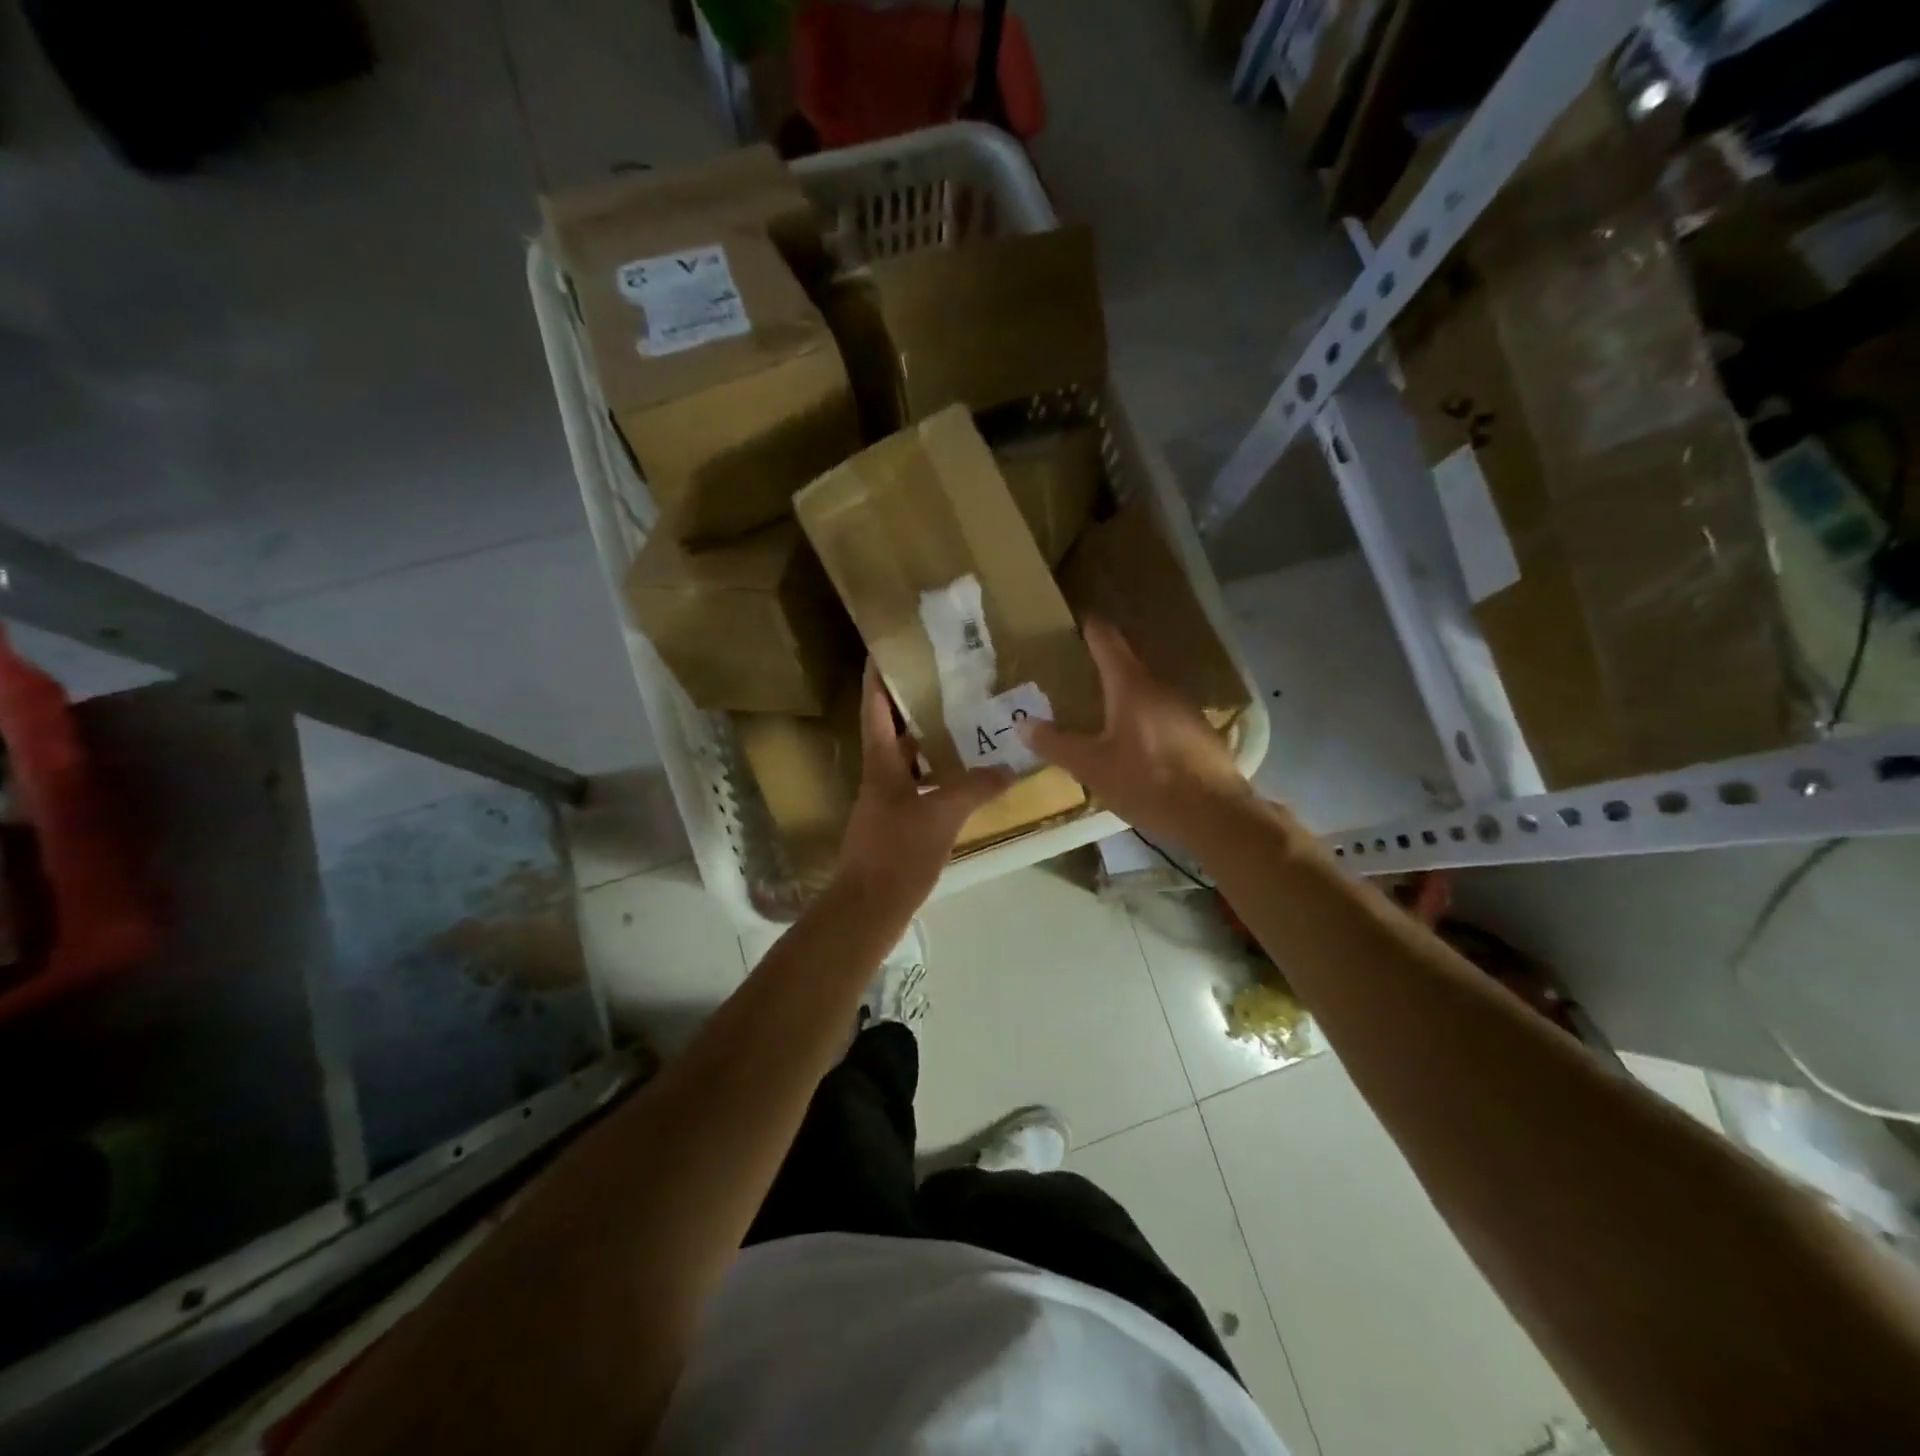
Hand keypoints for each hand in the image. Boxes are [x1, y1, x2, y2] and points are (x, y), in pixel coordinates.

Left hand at [835, 661, 1013, 909]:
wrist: (869, 907)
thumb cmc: (897, 853)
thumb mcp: (940, 815)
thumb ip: (973, 788)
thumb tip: (1007, 769)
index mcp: (881, 764)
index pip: (874, 709)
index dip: (877, 678)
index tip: (885, 647)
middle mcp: (880, 777)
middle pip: (892, 730)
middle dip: (911, 703)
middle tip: (945, 680)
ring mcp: (887, 802)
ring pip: (908, 760)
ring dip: (929, 741)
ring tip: (964, 723)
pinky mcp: (897, 825)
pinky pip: (919, 787)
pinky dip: (938, 776)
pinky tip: (965, 778)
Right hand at [1019, 617, 1252, 851]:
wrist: (1215, 815)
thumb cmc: (1147, 782)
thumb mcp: (1092, 767)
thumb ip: (1056, 744)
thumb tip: (1023, 724)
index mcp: (1131, 686)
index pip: (1107, 641)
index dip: (1091, 627)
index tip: (1076, 619)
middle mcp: (1161, 687)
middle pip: (1128, 666)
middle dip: (1104, 666)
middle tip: (1077, 671)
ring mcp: (1186, 709)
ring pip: (1148, 693)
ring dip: (1125, 696)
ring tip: (1101, 709)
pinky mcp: (1200, 734)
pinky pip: (1164, 716)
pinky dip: (1144, 719)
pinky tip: (1136, 743)